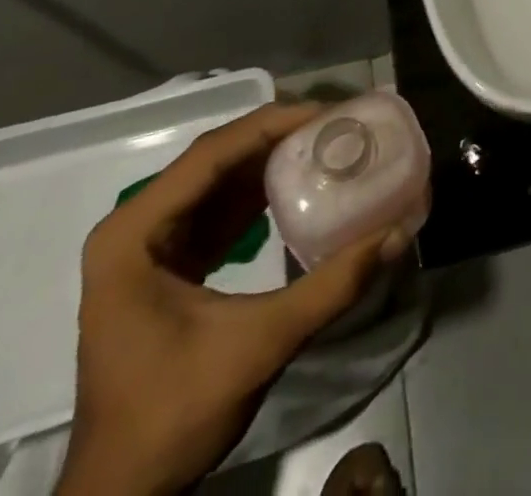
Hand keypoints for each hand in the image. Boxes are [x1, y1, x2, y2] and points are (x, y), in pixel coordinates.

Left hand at [57, 103, 411, 495]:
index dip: (271, 125)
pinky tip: (298, 186)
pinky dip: (258, 194)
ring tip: (326, 143)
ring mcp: (146, 246)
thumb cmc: (171, 417)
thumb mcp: (257, 346)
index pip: (210, 155)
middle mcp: (134, 227)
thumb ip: (329, 287)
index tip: (327, 112)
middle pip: (215, 160)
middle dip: (277, 136)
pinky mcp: (165, 266)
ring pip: (217, 181)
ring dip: (270, 161)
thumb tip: (396, 233)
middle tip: (335, 123)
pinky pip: (217, 210)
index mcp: (133, 234)